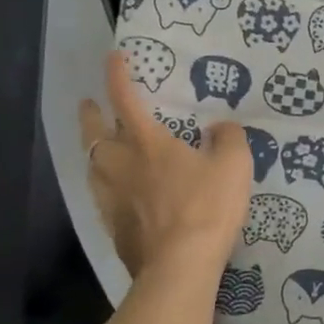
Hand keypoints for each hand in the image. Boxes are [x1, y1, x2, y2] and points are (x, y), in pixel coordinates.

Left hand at [78, 52, 252, 277]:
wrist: (180, 266)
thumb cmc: (207, 206)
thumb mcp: (234, 164)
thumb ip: (228, 138)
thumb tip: (218, 128)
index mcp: (147, 143)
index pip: (125, 99)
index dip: (118, 75)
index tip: (113, 57)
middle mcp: (121, 165)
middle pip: (94, 134)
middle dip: (90, 115)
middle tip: (88, 105)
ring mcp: (112, 198)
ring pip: (92, 166)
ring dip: (93, 150)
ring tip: (99, 147)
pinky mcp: (113, 227)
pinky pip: (102, 196)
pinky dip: (104, 184)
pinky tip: (115, 192)